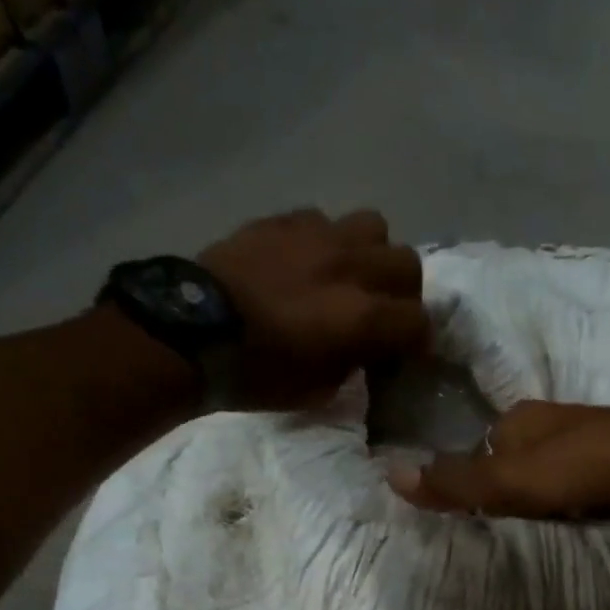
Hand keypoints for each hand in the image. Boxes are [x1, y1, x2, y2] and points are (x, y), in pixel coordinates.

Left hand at [197, 208, 428, 407]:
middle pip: (407, 264)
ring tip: (349, 274)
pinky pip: (324, 219)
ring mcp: (318, 236)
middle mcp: (351, 268)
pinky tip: (307, 261)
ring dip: (370, 253)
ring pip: (373, 226)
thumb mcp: (317, 390)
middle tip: (383, 311)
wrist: (190, 333)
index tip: (405, 353)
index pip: (419, 322)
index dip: (417, 341)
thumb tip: (361, 349)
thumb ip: (352, 364)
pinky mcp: (284, 220)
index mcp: (362, 317)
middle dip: (403, 292)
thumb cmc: (256, 374)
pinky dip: (326, 241)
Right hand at [387, 401, 609, 520]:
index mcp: (517, 418)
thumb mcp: (506, 481)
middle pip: (510, 462)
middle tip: (511, 523)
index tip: (477, 514)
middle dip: (508, 492)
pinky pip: (574, 483)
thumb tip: (390, 475)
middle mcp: (547, 422)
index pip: (477, 450)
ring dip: (539, 498)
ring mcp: (582, 438)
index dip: (471, 483)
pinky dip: (569, 500)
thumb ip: (454, 483)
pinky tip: (575, 515)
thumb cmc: (577, 467)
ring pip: (543, 473)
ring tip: (541, 524)